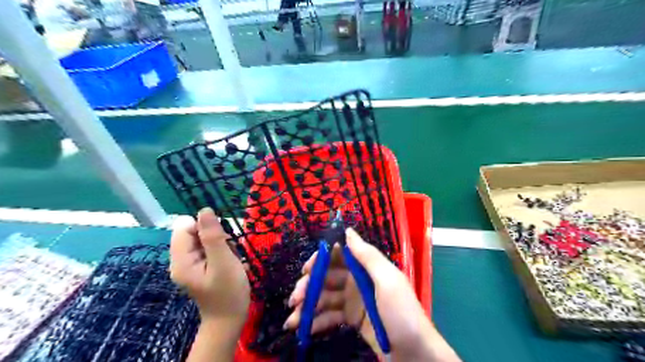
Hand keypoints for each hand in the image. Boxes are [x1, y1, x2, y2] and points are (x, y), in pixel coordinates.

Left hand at [169, 208, 248, 326]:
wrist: (230, 319)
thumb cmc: (229, 292)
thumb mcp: (223, 262)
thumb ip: (213, 236)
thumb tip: (204, 210)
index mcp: (181, 260)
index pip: (185, 227)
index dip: (205, 227)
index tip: (222, 238)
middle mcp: (181, 260)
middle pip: (194, 232)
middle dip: (215, 236)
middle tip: (229, 251)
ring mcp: (190, 264)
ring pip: (204, 239)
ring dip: (221, 243)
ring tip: (231, 258)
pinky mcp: (200, 267)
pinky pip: (209, 248)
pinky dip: (222, 250)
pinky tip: (230, 262)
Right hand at [284, 228, 461, 360]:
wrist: (415, 354)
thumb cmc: (401, 313)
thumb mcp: (387, 281)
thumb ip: (367, 256)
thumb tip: (347, 230)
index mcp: (366, 268)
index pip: (339, 255)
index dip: (321, 259)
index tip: (306, 269)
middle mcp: (357, 280)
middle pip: (328, 277)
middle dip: (310, 285)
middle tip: (295, 298)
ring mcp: (353, 300)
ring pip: (325, 297)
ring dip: (308, 306)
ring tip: (292, 319)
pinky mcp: (351, 319)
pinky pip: (330, 316)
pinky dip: (316, 321)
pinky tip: (303, 328)